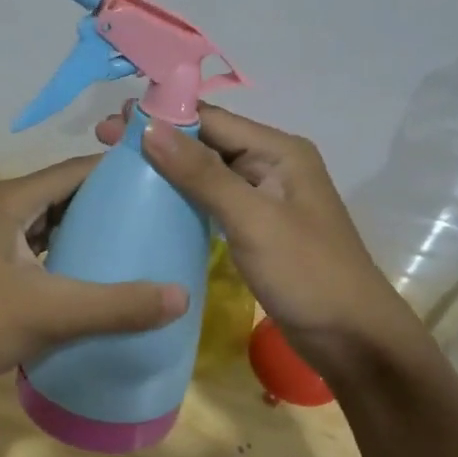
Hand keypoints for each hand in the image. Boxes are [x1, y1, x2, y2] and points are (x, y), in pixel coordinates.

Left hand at [0, 156, 189, 391]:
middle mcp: (0, 206)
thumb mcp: (50, 312)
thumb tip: (181, 296)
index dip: (120, 172)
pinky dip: (67, 250)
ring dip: (87, 227)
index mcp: (11, 199)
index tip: (163, 182)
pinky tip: (93, 271)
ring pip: (51, 219)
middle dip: (109, 202)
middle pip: (65, 192)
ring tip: (135, 241)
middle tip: (157, 215)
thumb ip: (116, 305)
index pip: (76, 169)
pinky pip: (38, 243)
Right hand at [96, 103, 423, 379]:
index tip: (112, 122)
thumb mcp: (253, 220)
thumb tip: (150, 127)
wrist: (353, 340)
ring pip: (208, 172)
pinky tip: (152, 201)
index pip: (212, 120)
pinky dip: (183, 196)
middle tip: (104, 143)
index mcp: (279, 151)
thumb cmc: (307, 274)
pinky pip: (213, 200)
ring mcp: (265, 198)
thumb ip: (202, 174)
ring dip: (167, 167)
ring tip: (118, 167)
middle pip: (208, 142)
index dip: (162, 117)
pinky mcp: (258, 227)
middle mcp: (272, 164)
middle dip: (159, 139)